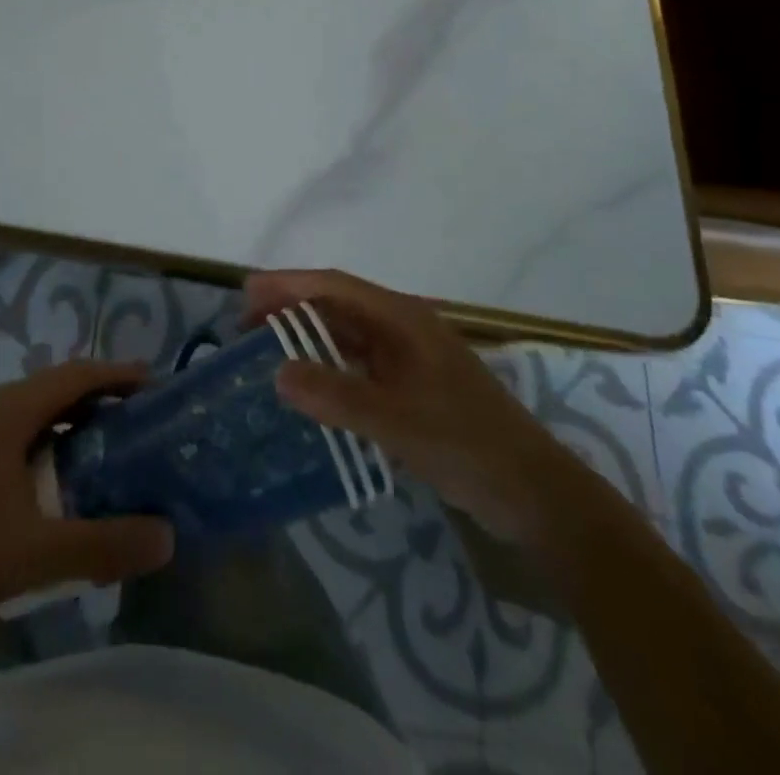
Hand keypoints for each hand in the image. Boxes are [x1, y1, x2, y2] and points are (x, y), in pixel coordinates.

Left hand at [0, 359, 174, 616]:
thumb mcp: (36, 552)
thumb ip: (103, 545)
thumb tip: (166, 536)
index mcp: (12, 409)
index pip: (78, 374)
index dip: (118, 375)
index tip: (154, 385)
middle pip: (56, 387)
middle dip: (98, 399)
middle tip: (136, 424)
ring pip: (30, 409)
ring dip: (68, 421)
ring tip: (99, 451)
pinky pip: (9, 428)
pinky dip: (41, 439)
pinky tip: (45, 480)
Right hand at [247, 269, 579, 543]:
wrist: (535, 495)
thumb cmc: (467, 445)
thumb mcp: (396, 421)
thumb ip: (336, 396)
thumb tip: (277, 372)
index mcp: (403, 319)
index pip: (334, 286)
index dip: (288, 284)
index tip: (245, 292)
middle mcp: (403, 328)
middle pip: (337, 305)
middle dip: (291, 308)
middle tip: (244, 326)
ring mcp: (408, 358)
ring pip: (346, 335)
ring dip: (307, 337)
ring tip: (265, 350)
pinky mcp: (412, 388)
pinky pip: (358, 365)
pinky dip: (328, 367)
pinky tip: (307, 386)